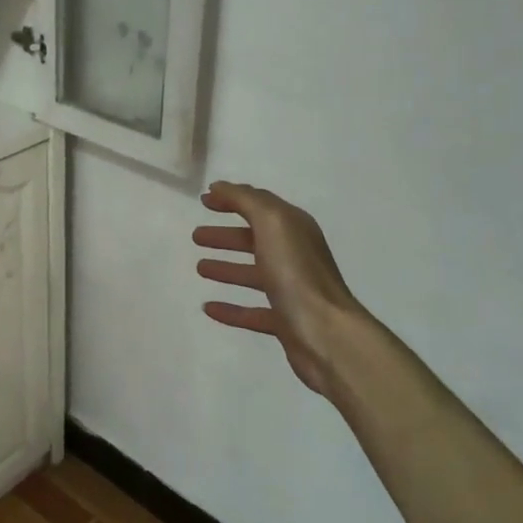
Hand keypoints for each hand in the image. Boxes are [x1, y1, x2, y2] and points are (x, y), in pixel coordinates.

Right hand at [193, 181, 365, 399]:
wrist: (326, 334)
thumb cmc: (296, 273)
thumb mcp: (272, 223)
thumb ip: (246, 200)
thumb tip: (219, 187)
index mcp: (294, 229)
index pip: (259, 206)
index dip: (232, 200)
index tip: (203, 201)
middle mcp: (294, 256)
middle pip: (254, 240)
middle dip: (226, 236)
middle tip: (196, 236)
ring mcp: (290, 290)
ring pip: (252, 274)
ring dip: (226, 268)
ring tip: (199, 268)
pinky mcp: (284, 322)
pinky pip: (251, 311)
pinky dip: (230, 308)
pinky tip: (208, 308)